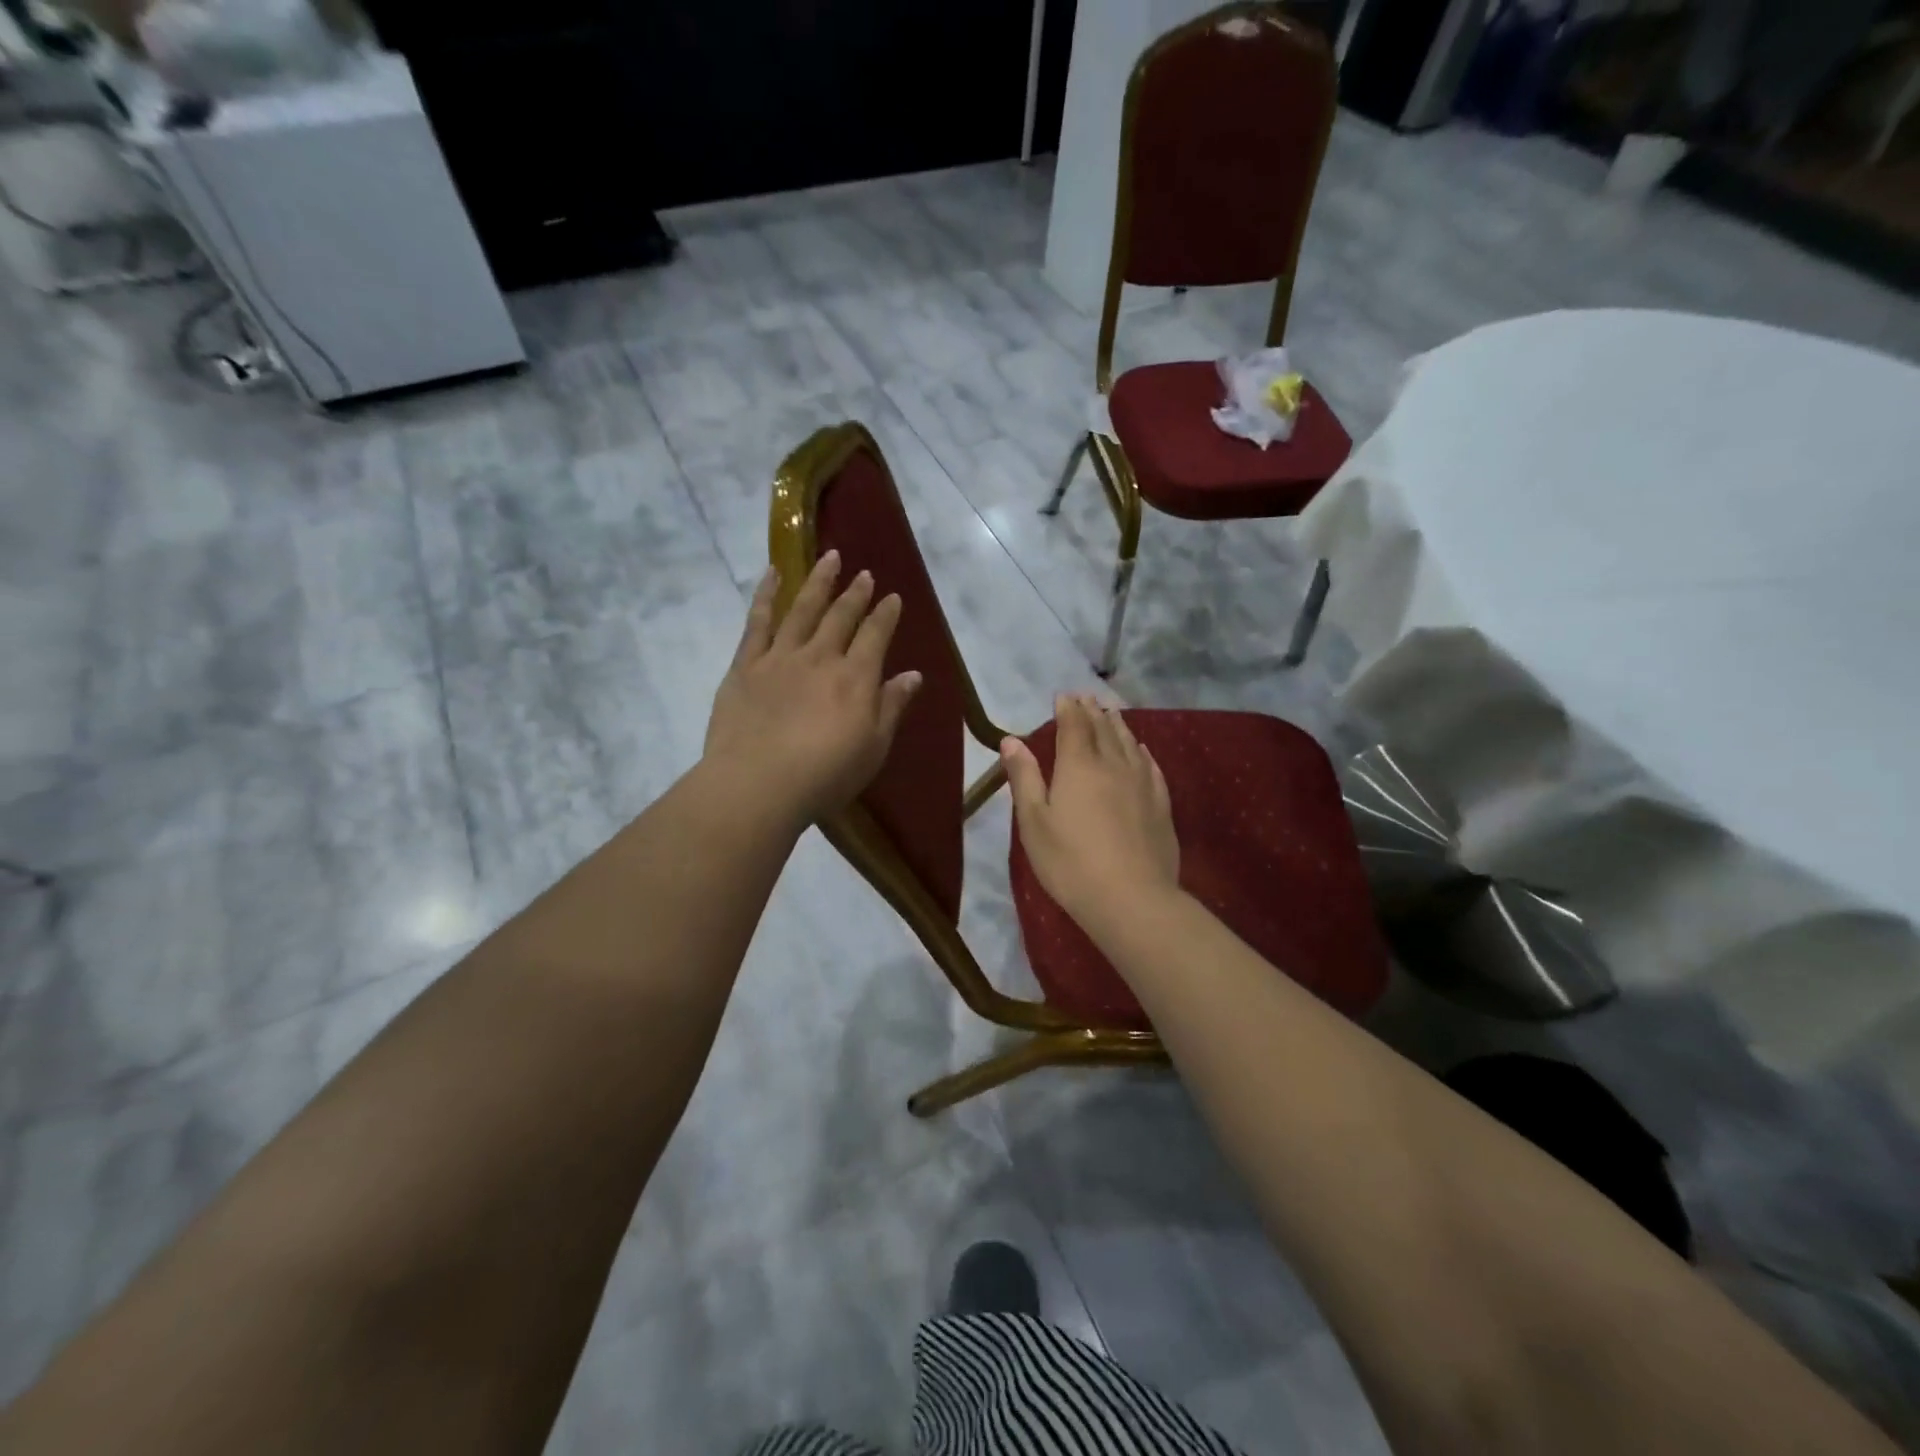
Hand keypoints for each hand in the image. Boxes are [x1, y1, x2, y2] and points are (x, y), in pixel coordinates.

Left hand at [704, 552, 923, 827]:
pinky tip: (773, 574)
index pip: (876, 636)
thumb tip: (913, 675)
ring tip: (830, 557)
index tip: (893, 597)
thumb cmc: (825, 775)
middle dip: (855, 593)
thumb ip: (892, 707)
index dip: (886, 614)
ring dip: (819, 582)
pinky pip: (757, 622)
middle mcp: (821, 657)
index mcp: (855, 678)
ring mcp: (780, 657)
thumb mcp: (873, 748)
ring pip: (803, 609)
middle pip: (841, 616)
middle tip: (864, 574)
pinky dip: (766, 595)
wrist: (758, 784)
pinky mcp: (746, 665)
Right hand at [1002, 694, 1179, 932]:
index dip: (1068, 708)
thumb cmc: (1070, 862)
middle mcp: (1113, 764)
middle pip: (1103, 728)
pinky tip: (1141, 750)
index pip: (1073, 725)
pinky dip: (1141, 751)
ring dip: (1117, 724)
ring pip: (1129, 743)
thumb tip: (1011, 740)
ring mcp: (1141, 783)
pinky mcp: (1160, 804)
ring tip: (1111, 712)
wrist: (1131, 899)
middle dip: (1092, 710)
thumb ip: (1024, 777)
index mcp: (1078, 766)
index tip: (1063, 696)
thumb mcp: (1034, 822)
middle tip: (1086, 697)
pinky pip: (1150, 766)